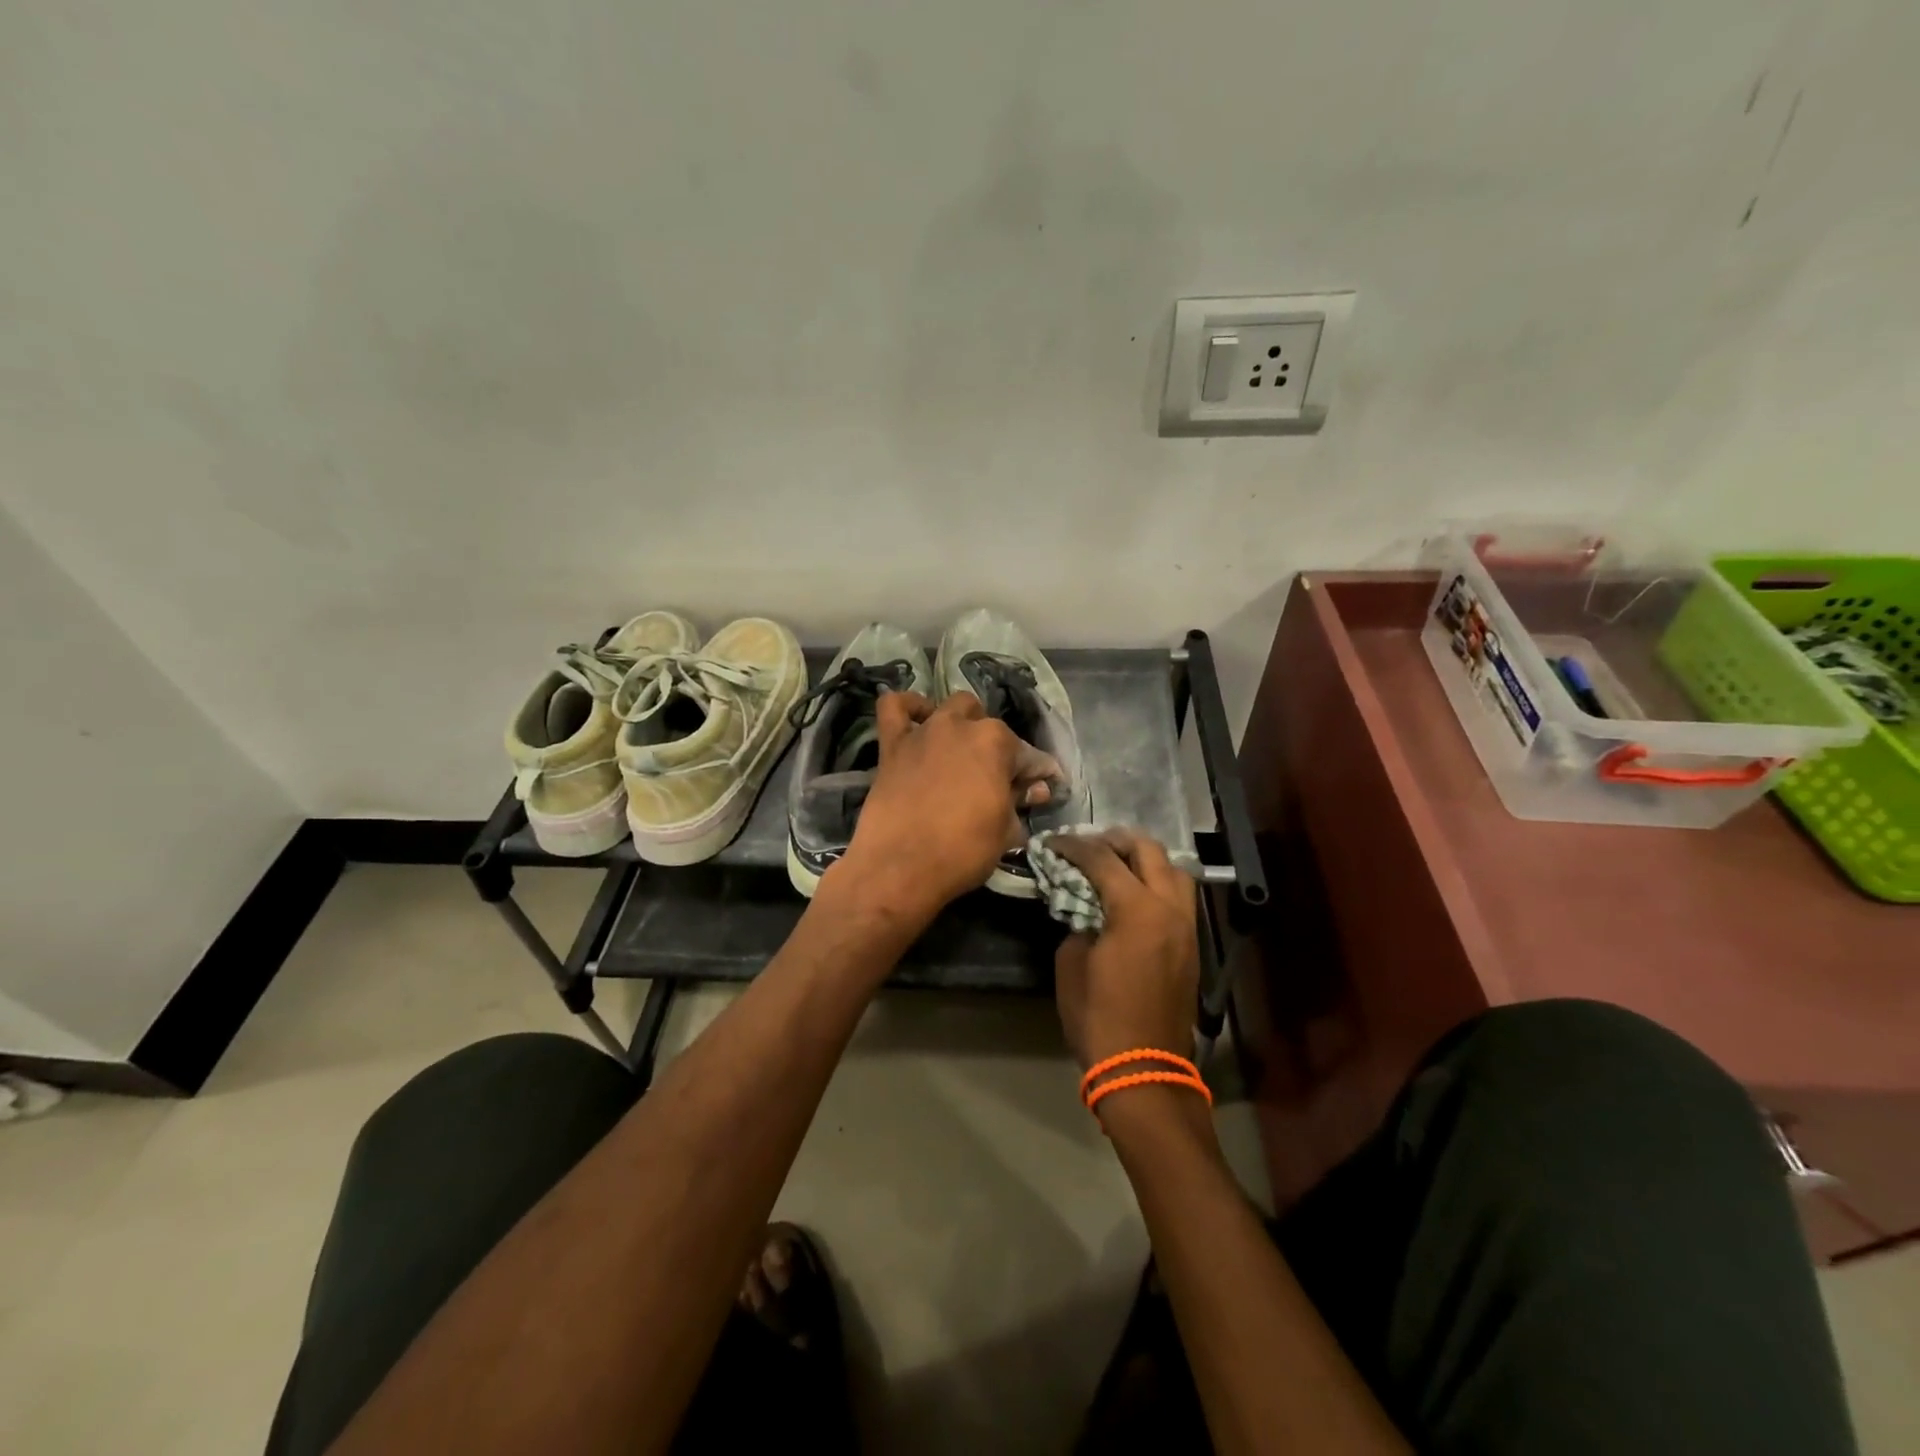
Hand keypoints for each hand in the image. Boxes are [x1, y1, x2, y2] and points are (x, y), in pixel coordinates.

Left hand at [830, 690, 1059, 920]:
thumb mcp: (1006, 832)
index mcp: (997, 743)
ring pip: (953, 708)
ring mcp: (925, 731)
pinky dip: (909, 707)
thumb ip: (1020, 802)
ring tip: (964, 750)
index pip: (1030, 756)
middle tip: (999, 781)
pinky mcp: (893, 744)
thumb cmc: (963, 851)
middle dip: (1001, 750)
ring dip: (965, 723)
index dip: (1041, 775)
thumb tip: (1034, 789)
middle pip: (991, 729)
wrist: (899, 867)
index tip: (1044, 789)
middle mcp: (962, 726)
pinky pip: (894, 707)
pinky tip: (918, 719)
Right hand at [1050, 829, 1198, 1069]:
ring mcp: (1187, 926)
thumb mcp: (1071, 963)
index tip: (1052, 842)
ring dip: (1145, 859)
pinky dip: (1157, 883)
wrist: (1144, 1068)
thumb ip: (1078, 923)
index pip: (1102, 858)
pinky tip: (1133, 895)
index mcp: (1137, 909)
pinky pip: (1179, 897)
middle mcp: (1169, 908)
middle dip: (1115, 840)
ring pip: (1174, 870)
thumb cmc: (1099, 1016)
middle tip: (1088, 844)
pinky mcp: (1192, 945)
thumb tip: (1086, 910)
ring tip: (1117, 865)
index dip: (1073, 845)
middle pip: (1148, 850)